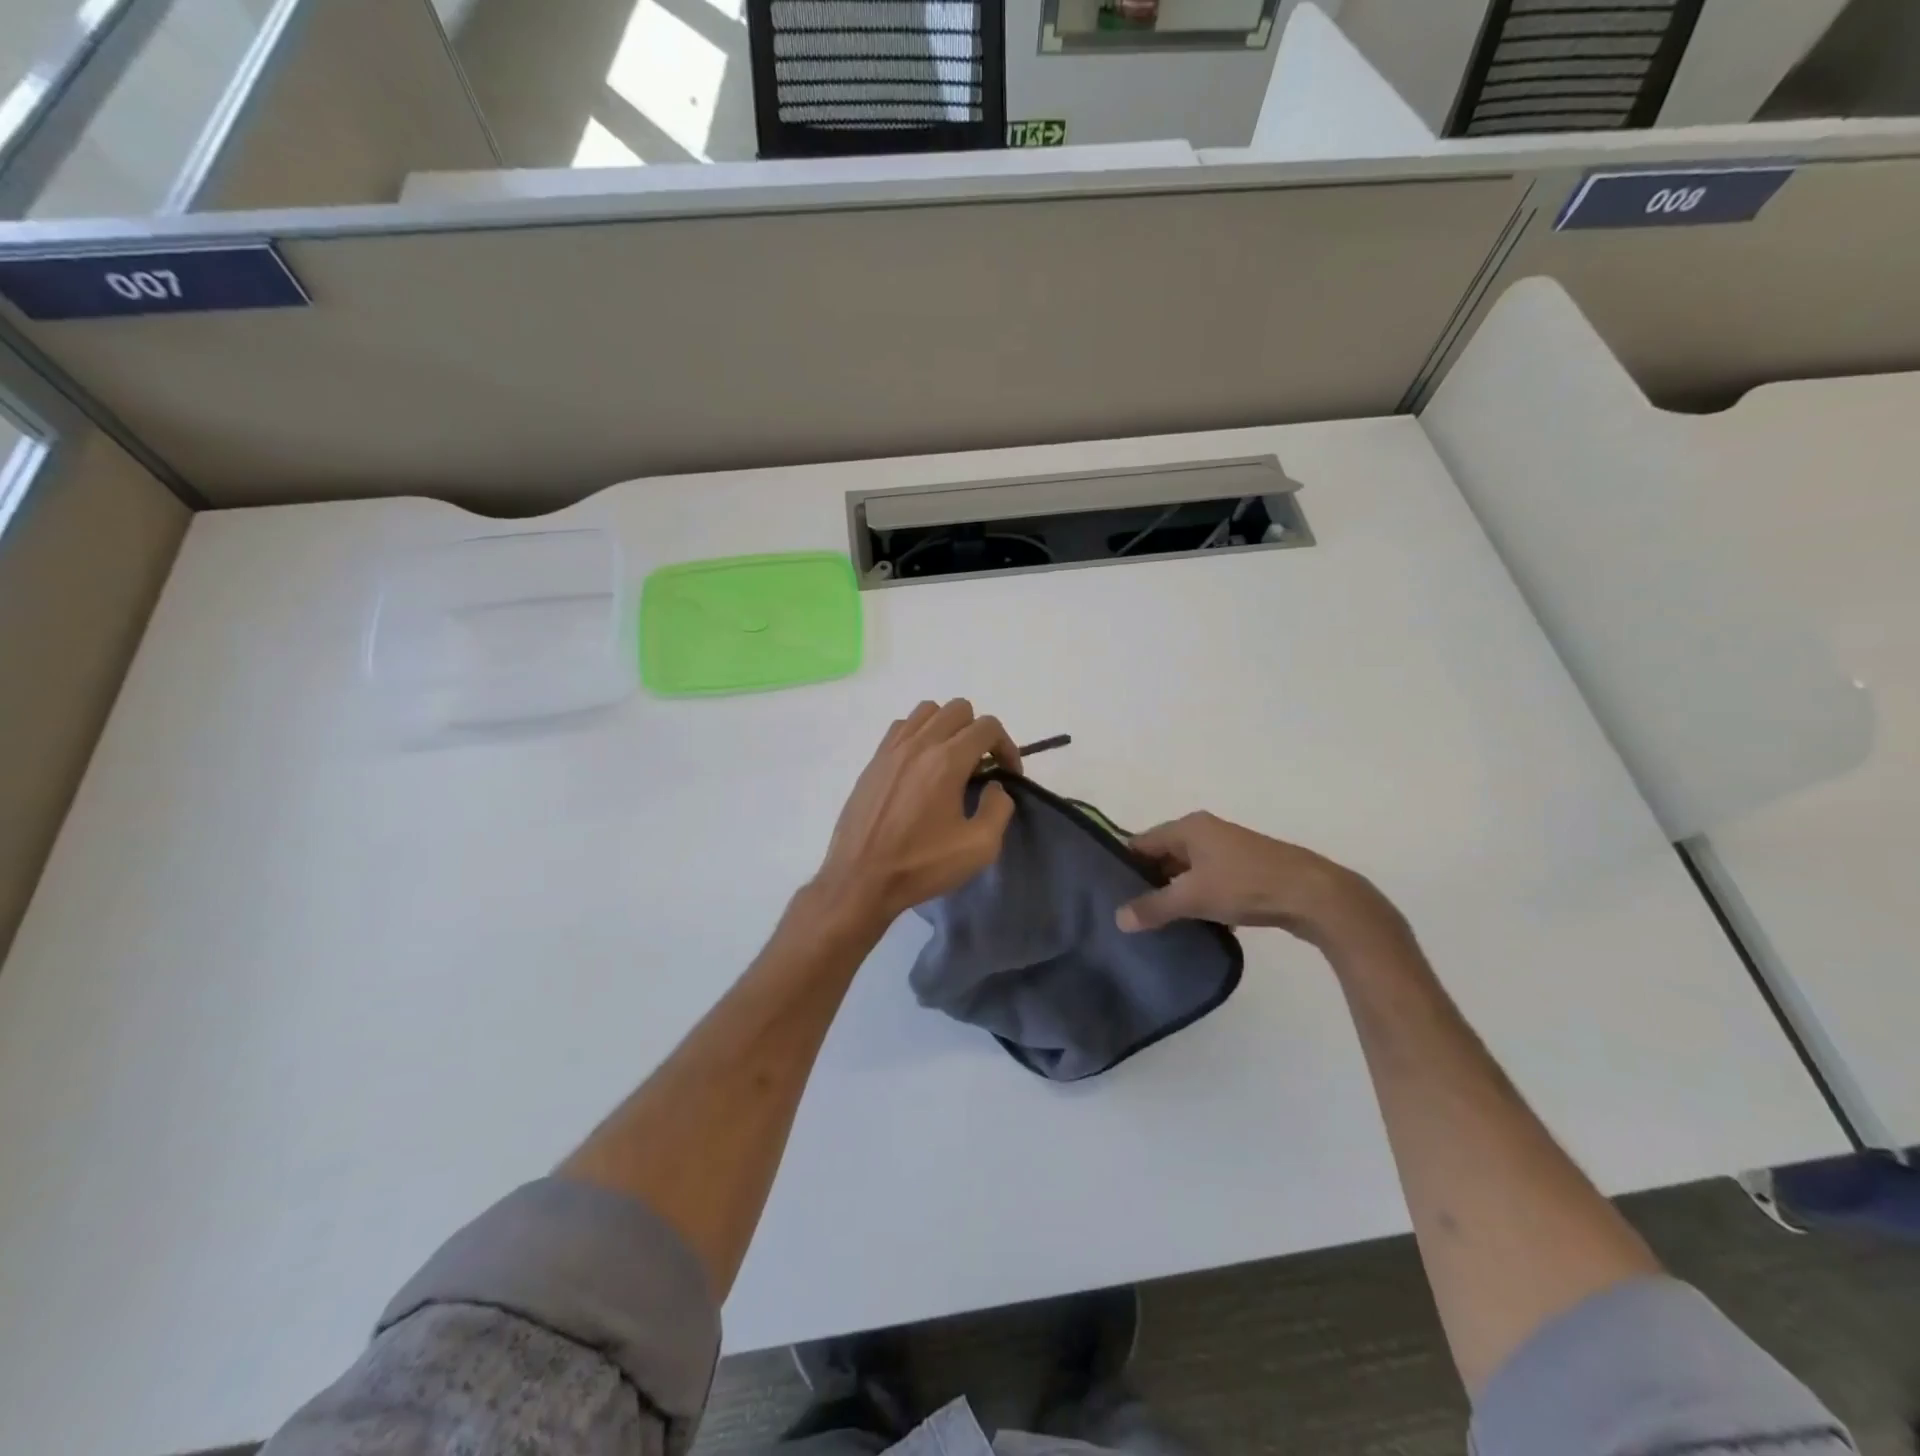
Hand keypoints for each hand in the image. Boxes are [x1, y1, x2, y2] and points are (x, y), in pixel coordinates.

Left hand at [811, 700, 1022, 924]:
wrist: (861, 879)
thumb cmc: (922, 865)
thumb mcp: (979, 847)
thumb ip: (998, 808)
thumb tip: (994, 786)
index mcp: (946, 761)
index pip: (987, 726)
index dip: (1006, 746)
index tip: (1008, 774)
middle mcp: (918, 744)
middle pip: (959, 709)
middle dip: (978, 732)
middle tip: (981, 767)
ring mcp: (891, 749)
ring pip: (927, 711)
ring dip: (947, 727)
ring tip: (951, 761)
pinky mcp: (873, 761)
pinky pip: (901, 727)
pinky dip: (919, 734)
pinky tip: (921, 766)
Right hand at [1116, 812, 1401, 948]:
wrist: (1313, 895)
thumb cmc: (1245, 884)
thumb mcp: (1192, 897)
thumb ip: (1153, 907)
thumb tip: (1117, 918)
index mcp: (1189, 827)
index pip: (1141, 842)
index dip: (1124, 866)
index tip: (1108, 893)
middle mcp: (1206, 832)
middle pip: (1164, 857)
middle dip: (1149, 883)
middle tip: (1130, 913)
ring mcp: (1229, 851)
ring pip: (1188, 873)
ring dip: (1176, 896)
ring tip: (1157, 924)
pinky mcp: (1247, 872)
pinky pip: (1210, 884)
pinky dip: (1200, 902)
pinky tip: (1195, 928)